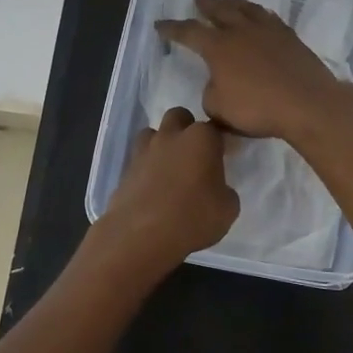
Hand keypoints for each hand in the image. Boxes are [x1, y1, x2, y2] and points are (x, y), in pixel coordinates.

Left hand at [97, 107, 239, 270]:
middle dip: (186, 128)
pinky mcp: (125, 169)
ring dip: (161, 144)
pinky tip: (152, 188)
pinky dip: (146, 167)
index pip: (215, 127)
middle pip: (179, 117)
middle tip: (194, 156)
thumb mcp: (228, 209)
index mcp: (201, 139)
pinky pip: (139, 159)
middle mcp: (171, 136)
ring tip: (169, 169)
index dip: (219, 141)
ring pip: (152, 133)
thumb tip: (216, 188)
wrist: (141, 236)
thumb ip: (225, 190)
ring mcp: (144, 150)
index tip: (222, 157)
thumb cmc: (192, 219)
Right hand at [157, 0, 352, 141]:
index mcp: (217, 47)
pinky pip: (269, 18)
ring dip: (233, 2)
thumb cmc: (257, 108)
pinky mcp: (290, 37)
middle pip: (219, 10)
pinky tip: (260, 15)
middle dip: (206, 3)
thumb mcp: (219, 109)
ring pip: (246, 9)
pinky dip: (259, 14)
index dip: (172, 28)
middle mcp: (240, 31)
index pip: (188, 32)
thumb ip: (211, 93)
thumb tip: (216, 84)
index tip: (160, 24)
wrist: (307, 103)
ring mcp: (267, 31)